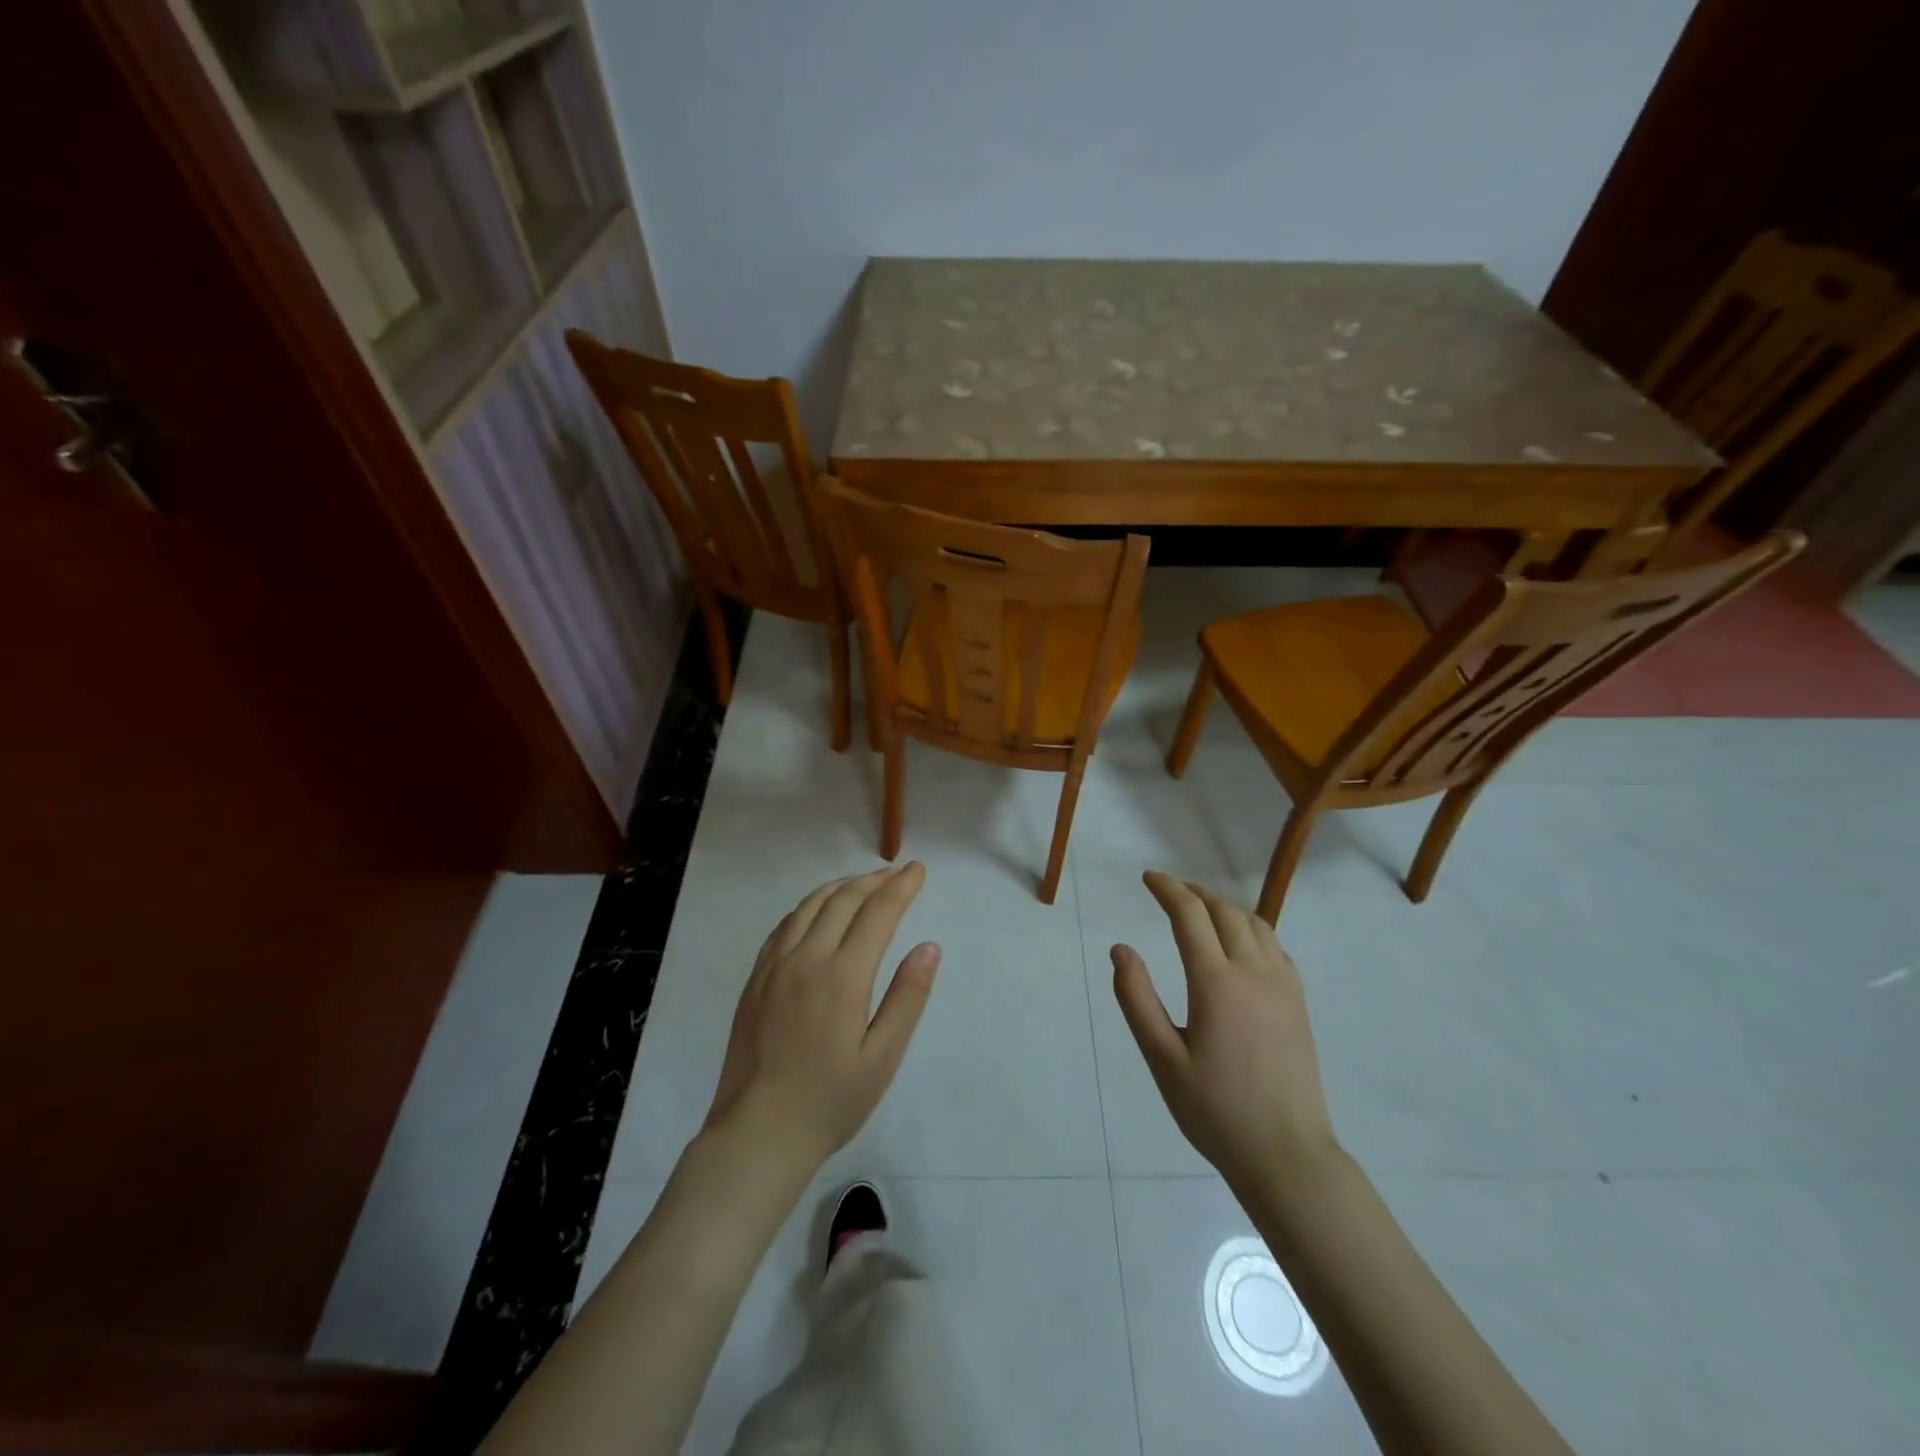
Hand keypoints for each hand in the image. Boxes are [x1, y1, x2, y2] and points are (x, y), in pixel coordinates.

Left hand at [704, 864, 940, 1175]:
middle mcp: (806, 958)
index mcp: (843, 976)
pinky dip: (809, 906)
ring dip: (841, 887)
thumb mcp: (882, 1057)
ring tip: (863, 883)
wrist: (758, 1132)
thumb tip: (929, 947)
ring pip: (810, 906)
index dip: (901, 887)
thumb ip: (907, 997)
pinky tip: (818, 911)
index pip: (877, 913)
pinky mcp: (756, 978)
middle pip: (843, 900)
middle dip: (874, 881)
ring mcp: (775, 966)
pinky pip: (785, 925)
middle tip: (897, 873)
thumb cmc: (830, 1101)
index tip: (918, 870)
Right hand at [1112, 871, 1337, 1192]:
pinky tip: (1238, 945)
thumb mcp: (1162, 1059)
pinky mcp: (1299, 1003)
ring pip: (1255, 923)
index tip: (1148, 878)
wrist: (1287, 1156)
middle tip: (1168, 892)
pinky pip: (1275, 946)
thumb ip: (1137, 999)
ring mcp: (1283, 986)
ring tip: (1200, 910)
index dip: (1167, 889)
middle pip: (1224, 911)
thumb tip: (1121, 949)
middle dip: (1194, 893)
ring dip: (1224, 907)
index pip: (1190, 915)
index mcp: (1216, 983)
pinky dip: (1251, 929)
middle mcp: (1254, 972)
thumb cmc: (1216, 1111)